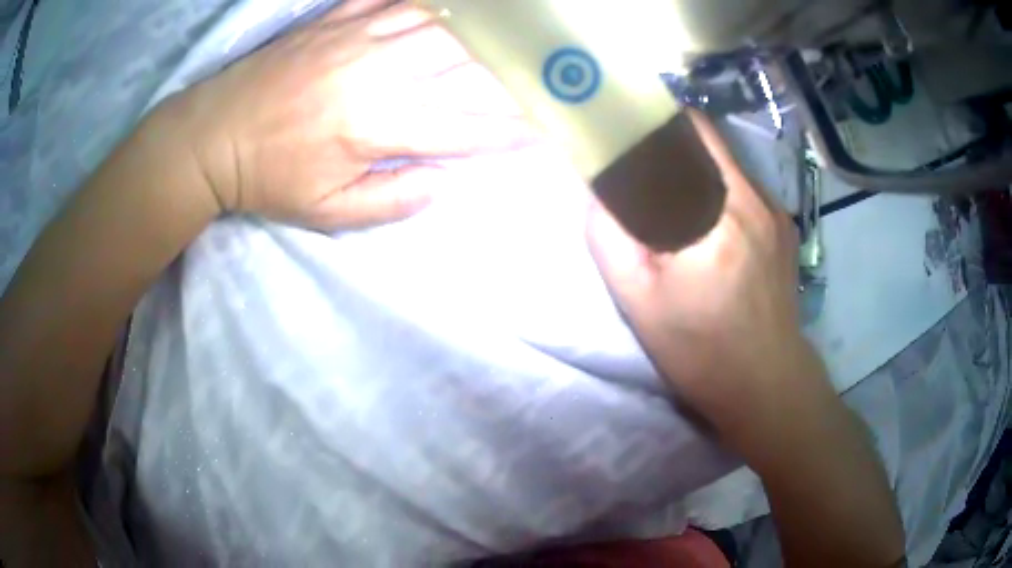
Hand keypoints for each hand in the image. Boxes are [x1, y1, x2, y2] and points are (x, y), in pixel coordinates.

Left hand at [167, 0, 534, 228]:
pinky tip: (441, 7)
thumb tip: (442, 183)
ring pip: (433, 19)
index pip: (463, 127)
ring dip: (472, 26)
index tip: (542, 127)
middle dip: (504, 64)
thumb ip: (391, 201)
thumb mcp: (327, 212)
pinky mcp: (333, 21)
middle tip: (533, 66)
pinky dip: (421, 1)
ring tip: (500, 31)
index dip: (507, 129)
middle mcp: (377, 72)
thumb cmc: (268, 178)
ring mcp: (355, 37)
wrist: (213, 137)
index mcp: (378, 126)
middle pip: (461, 57)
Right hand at [587, 111, 816, 441]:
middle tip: (645, 178)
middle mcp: (755, 197)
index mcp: (720, 210)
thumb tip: (600, 189)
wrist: (765, 383)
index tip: (627, 135)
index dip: (653, 125)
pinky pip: (745, 189)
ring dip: (698, 174)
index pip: (687, 130)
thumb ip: (610, 236)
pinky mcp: (786, 227)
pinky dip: (720, 194)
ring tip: (678, 211)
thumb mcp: (639, 300)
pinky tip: (712, 232)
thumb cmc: (700, 349)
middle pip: (708, 142)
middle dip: (671, 150)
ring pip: (727, 165)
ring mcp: (777, 211)